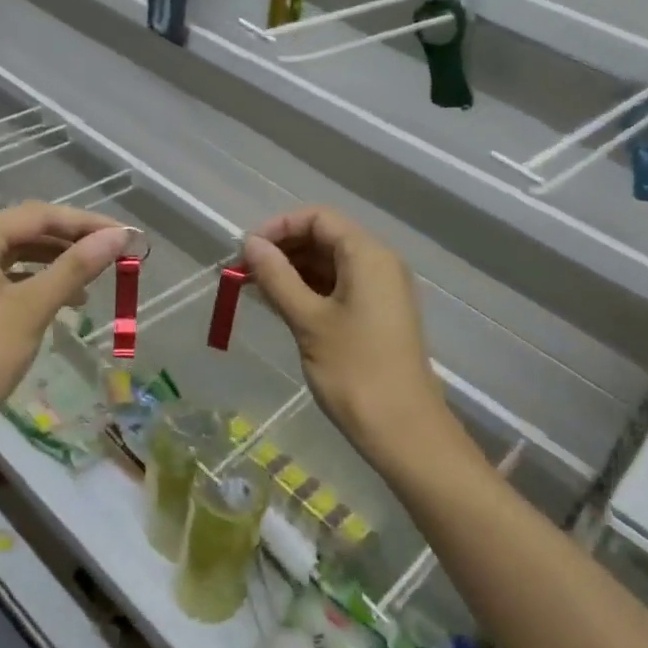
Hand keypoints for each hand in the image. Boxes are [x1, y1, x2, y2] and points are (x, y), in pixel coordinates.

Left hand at [0, 202, 132, 443]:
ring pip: (17, 253)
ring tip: (95, 277)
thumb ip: (76, 267)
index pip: (39, 215)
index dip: (86, 222)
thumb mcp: (32, 308)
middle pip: (27, 230)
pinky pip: (5, 276)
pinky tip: (64, 298)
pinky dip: (36, 281)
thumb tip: (119, 237)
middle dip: (72, 240)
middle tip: (115, 252)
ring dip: (57, 261)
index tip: (127, 235)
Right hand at [242, 206, 445, 460]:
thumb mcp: (308, 320)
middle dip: (283, 249)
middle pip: (325, 237)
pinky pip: (339, 287)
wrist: (403, 429)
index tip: (246, 251)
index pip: (318, 218)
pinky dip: (309, 290)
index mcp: (368, 255)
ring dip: (292, 271)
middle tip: (243, 273)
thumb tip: (251, 244)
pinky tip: (280, 306)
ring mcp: (381, 290)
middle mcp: (379, 263)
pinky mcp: (377, 315)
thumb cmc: (354, 371)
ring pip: (330, 264)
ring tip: (255, 291)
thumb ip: (277, 277)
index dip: (279, 227)